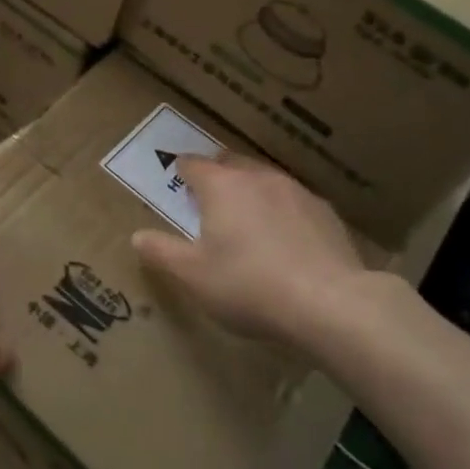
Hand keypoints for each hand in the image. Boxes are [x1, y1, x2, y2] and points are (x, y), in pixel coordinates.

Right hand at [132, 153, 388, 355]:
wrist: (331, 304)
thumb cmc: (249, 285)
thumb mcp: (193, 276)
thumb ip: (162, 252)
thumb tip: (137, 236)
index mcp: (221, 186)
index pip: (192, 164)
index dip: (181, 172)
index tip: (177, 184)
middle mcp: (257, 177)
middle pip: (230, 164)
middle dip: (217, 177)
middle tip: (209, 203)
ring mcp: (295, 191)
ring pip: (264, 180)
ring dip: (251, 193)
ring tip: (248, 222)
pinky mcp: (326, 213)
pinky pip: (294, 202)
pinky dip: (283, 213)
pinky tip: (286, 242)